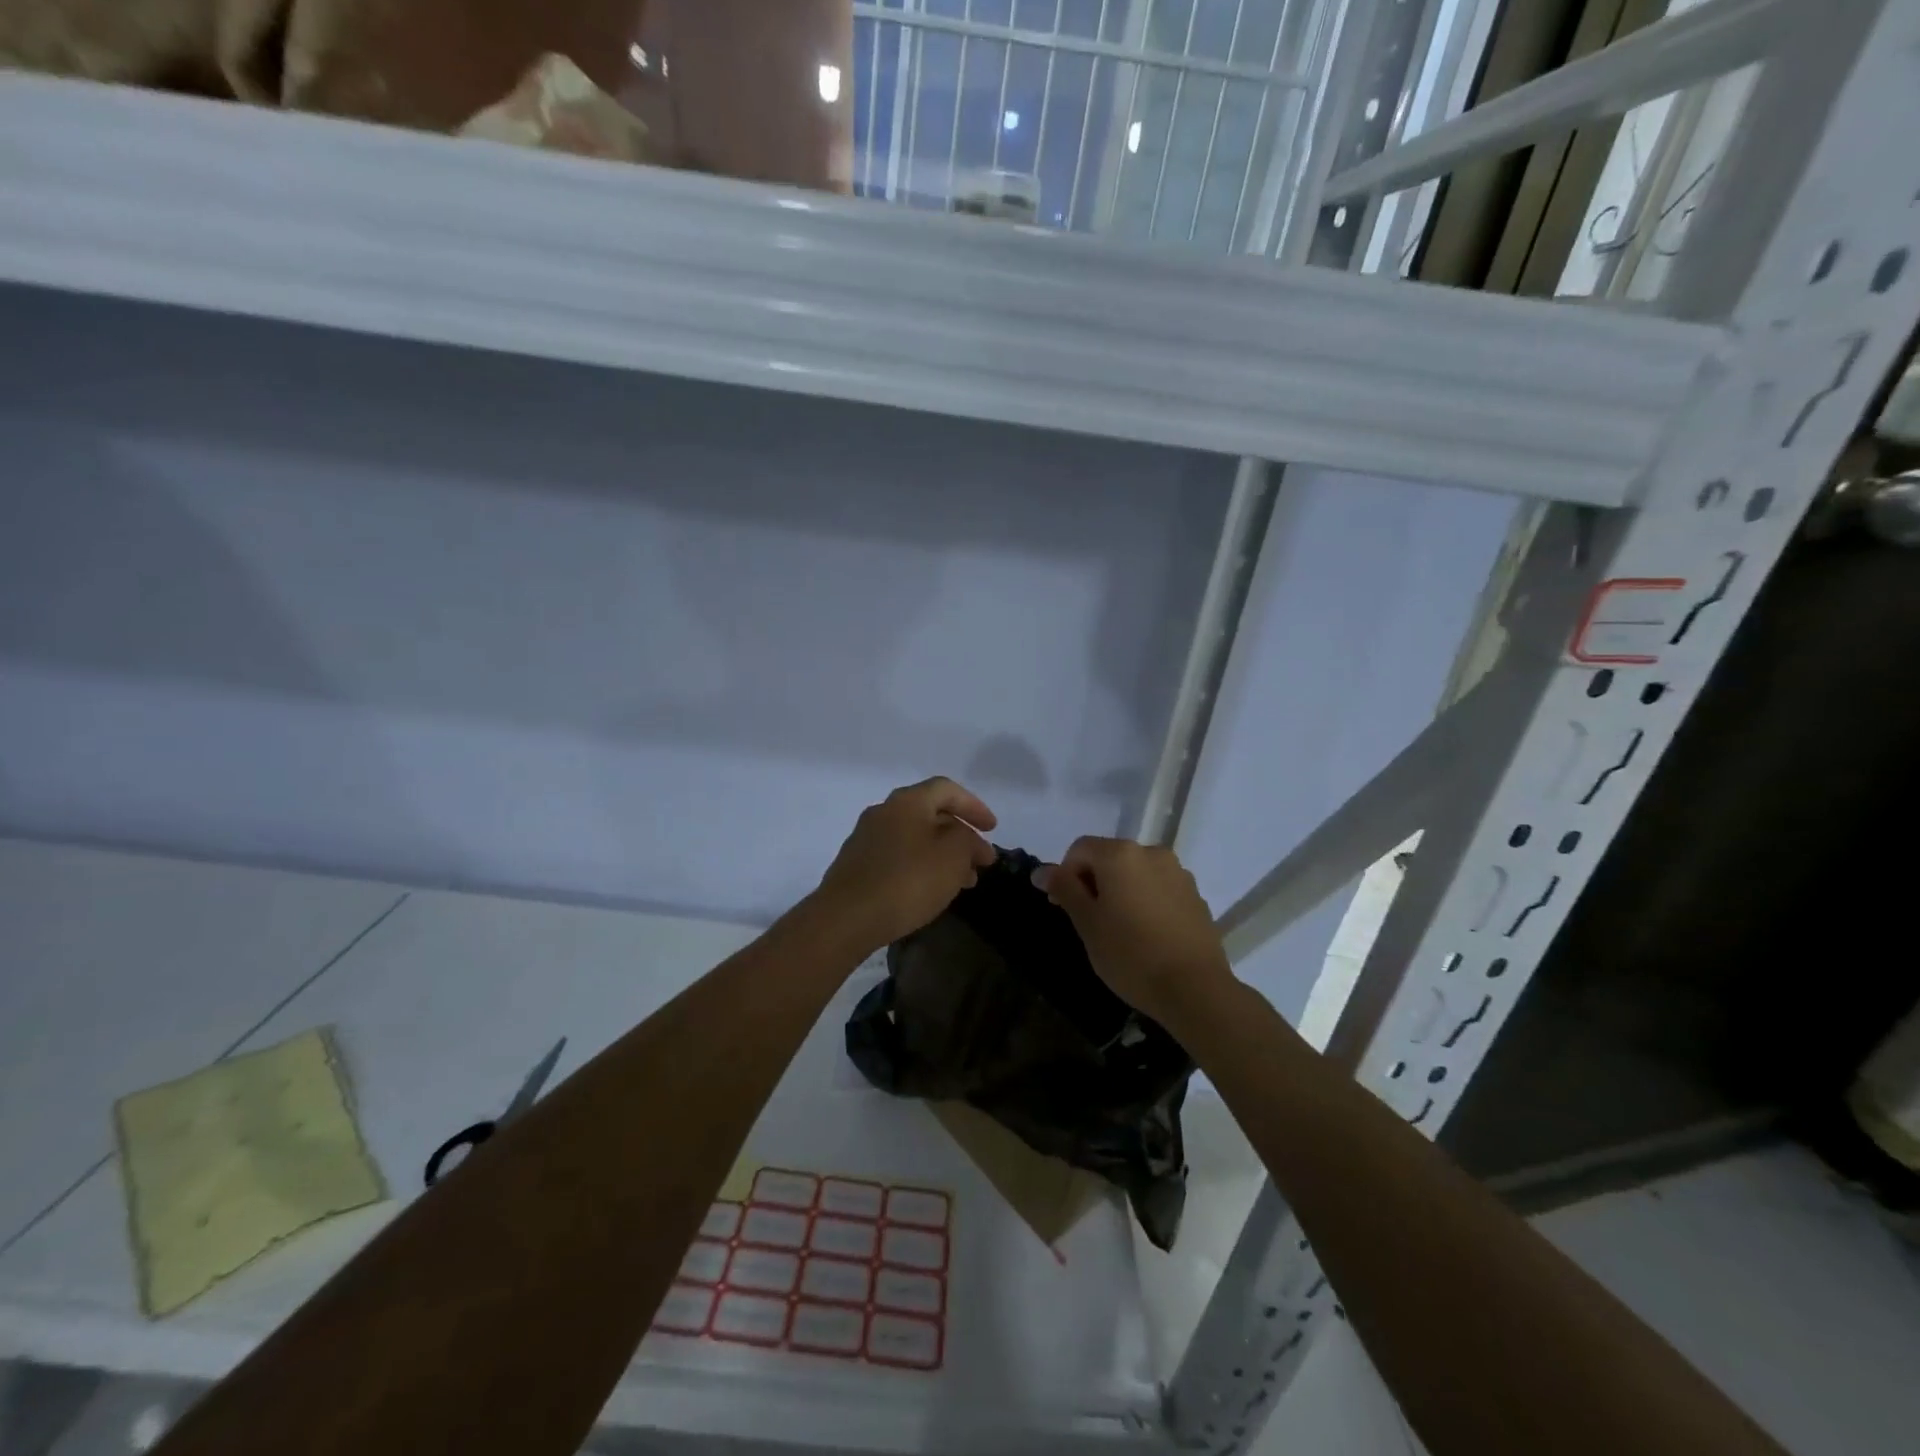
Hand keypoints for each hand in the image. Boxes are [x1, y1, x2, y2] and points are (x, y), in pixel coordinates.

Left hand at [810, 777, 997, 954]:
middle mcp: (883, 812)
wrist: (846, 918)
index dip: (974, 806)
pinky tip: (931, 891)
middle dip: (961, 836)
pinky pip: (898, 857)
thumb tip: (967, 838)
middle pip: (930, 815)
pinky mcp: (857, 865)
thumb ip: (968, 841)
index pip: (947, 789)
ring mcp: (866, 838)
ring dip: (943, 855)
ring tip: (963, 882)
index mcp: (907, 801)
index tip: (993, 829)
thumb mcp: (953, 856)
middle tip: (981, 862)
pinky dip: (921, 867)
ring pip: (915, 839)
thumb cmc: (907, 880)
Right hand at [1034, 837, 1235, 1032]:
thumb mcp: (1087, 923)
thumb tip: (1041, 871)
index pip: (1080, 849)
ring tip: (1120, 930)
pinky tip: (1147, 935)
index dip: (1065, 874)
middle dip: (1094, 882)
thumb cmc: (1130, 954)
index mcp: (1120, 854)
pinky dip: (1146, 902)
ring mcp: (1178, 873)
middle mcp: (1152, 852)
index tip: (1065, 908)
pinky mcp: (1196, 896)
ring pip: (1136, 874)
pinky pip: (1160, 889)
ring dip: (1121, 891)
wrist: (1195, 989)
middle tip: (1089, 922)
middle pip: (1110, 858)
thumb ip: (1064, 889)